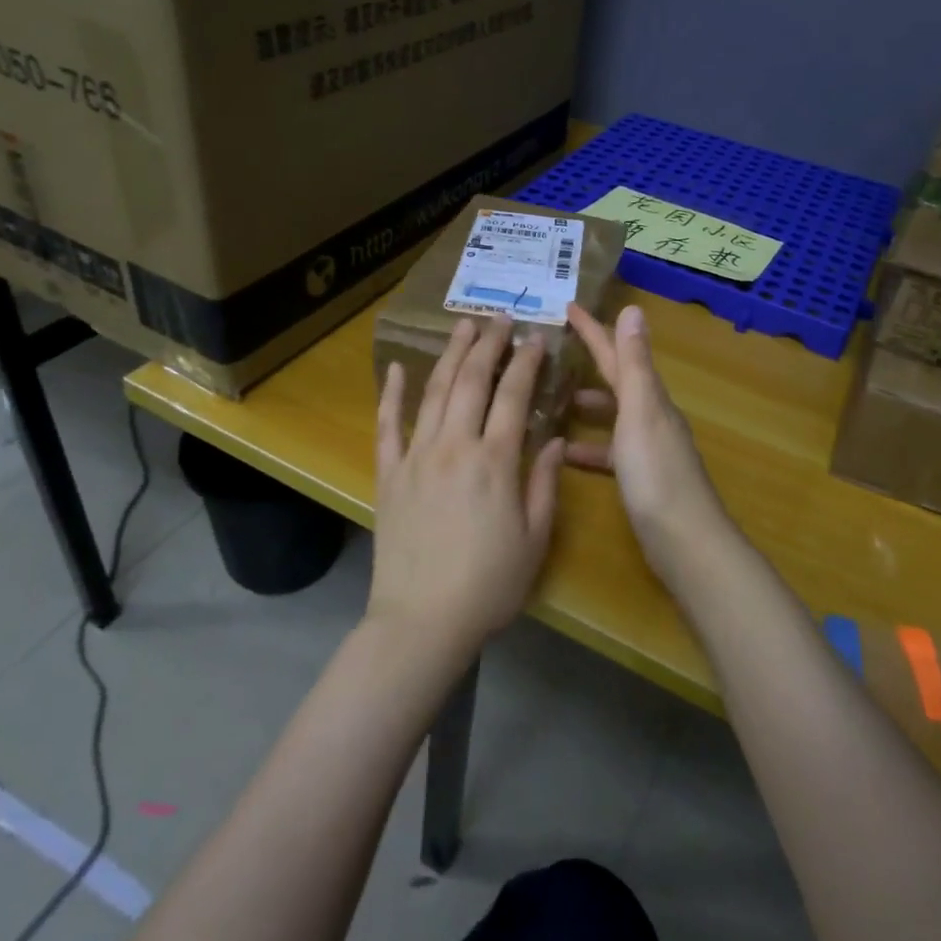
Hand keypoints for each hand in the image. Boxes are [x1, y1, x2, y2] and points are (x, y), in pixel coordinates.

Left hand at [370, 316, 565, 662]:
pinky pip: (388, 425)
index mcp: (495, 462)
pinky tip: (399, 368)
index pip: (514, 396)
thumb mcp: (534, 540)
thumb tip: (552, 440)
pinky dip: (393, 394)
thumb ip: (544, 485)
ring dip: (451, 355)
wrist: (421, 621)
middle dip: (489, 345)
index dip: (526, 363)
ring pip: (434, 392)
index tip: (536, 339)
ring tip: (464, 327)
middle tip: (501, 319)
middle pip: (472, 382)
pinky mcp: (389, 474)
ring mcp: (417, 457)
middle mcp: (455, 447)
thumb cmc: (488, 586)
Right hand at [566, 303, 735, 586]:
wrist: (685, 541)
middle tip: (554, 351)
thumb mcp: (641, 412)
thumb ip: (634, 363)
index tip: (567, 307)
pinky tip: (565, 455)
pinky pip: (609, 451)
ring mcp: (647, 448)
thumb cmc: (657, 474)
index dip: (593, 330)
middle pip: (617, 379)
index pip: (617, 353)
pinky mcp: (640, 477)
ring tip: (554, 401)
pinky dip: (588, 448)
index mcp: (649, 397)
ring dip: (588, 404)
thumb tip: (634, 309)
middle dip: (590, 361)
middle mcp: (651, 416)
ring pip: (613, 414)